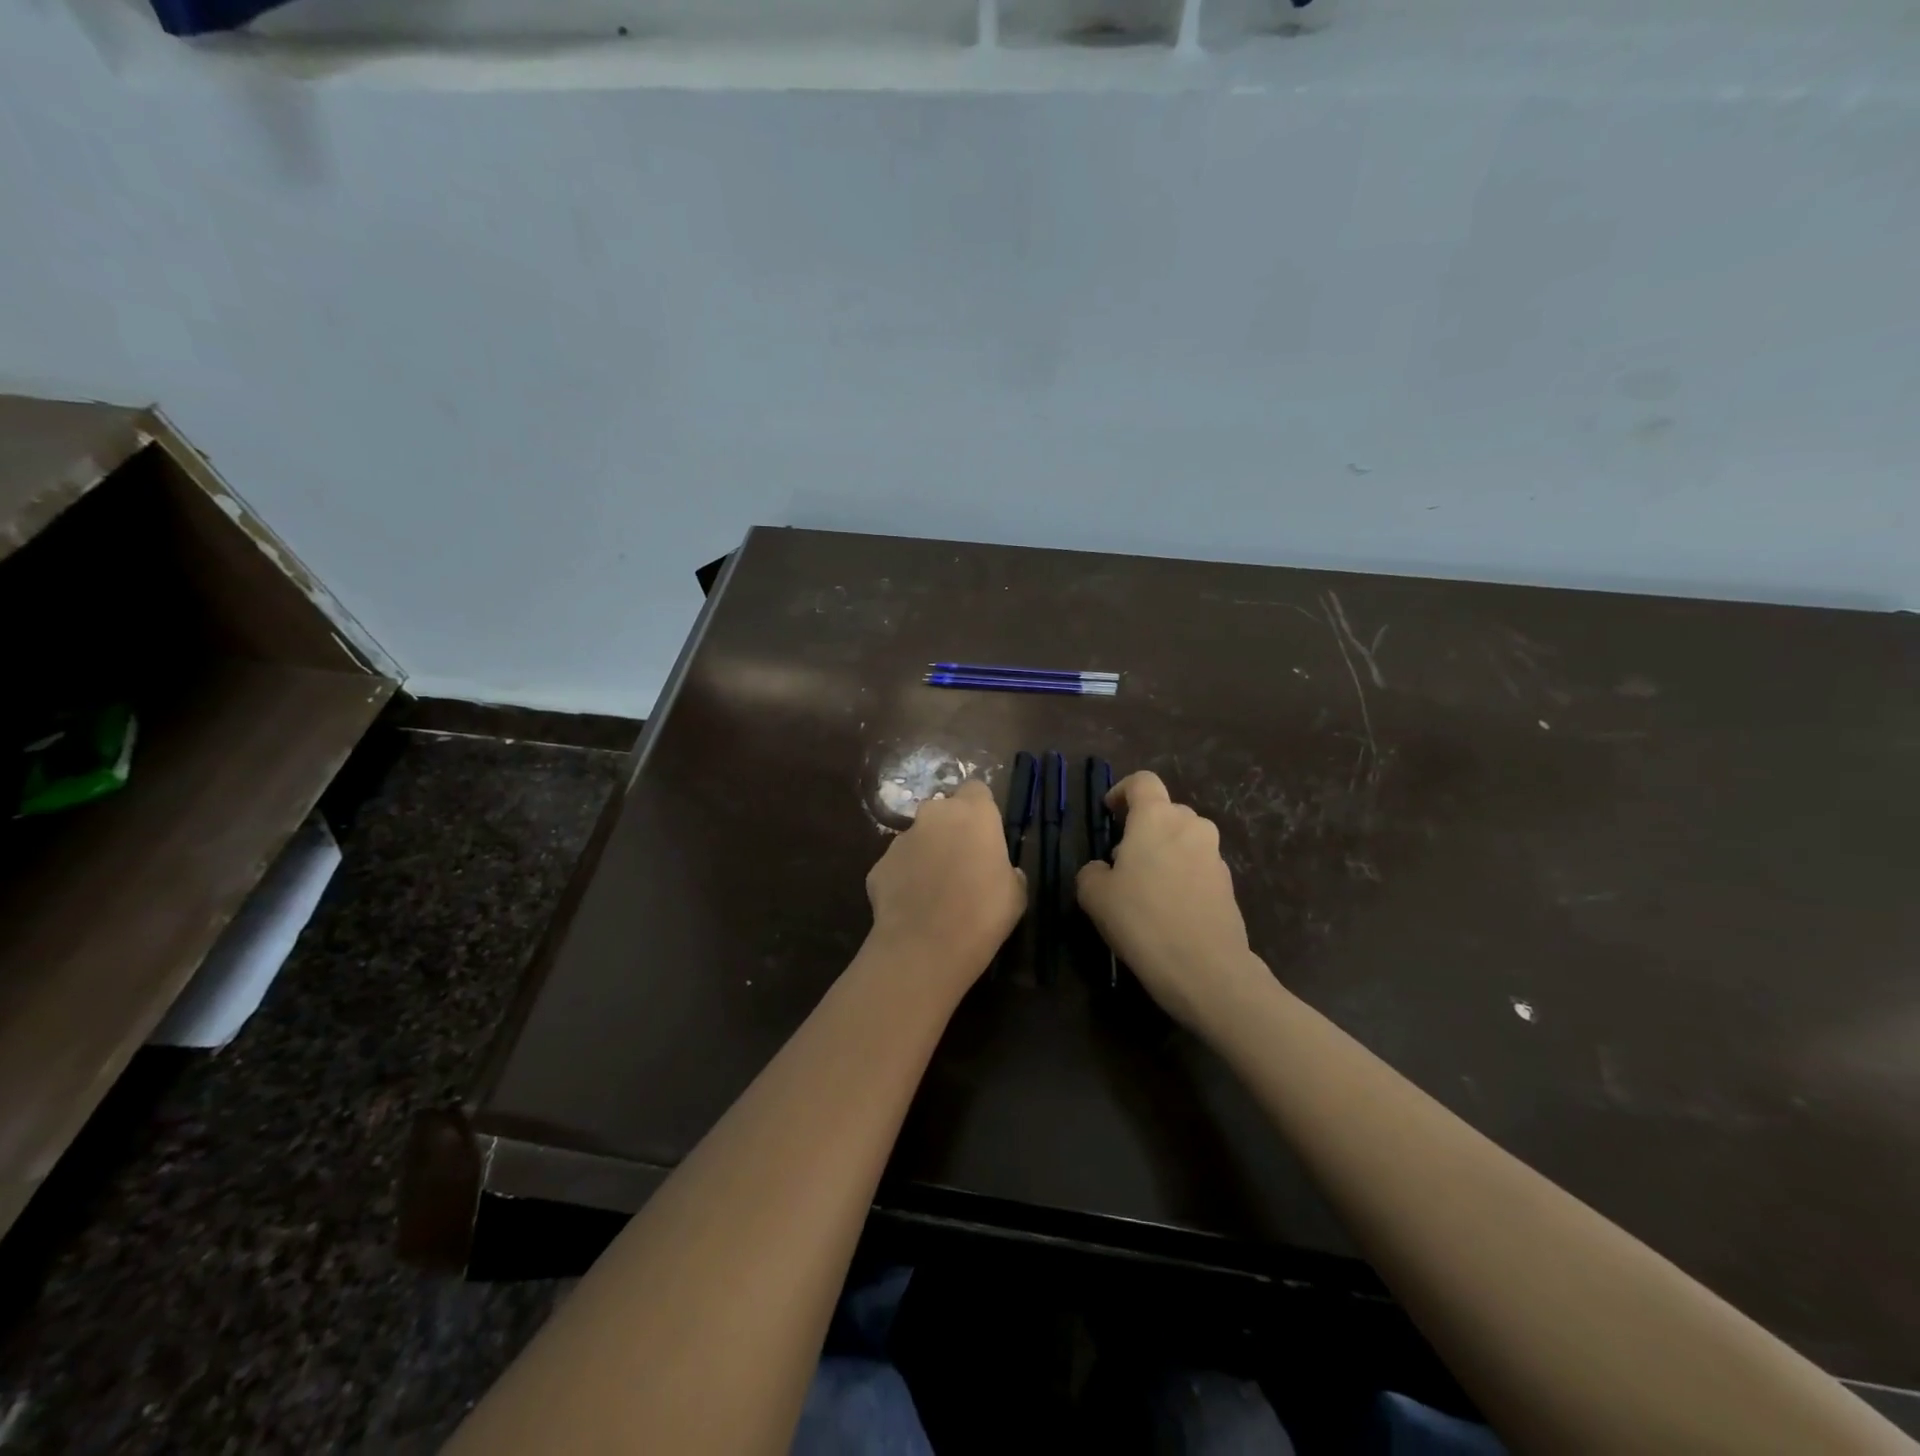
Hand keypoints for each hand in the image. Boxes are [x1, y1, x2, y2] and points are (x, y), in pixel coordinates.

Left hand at [865, 779, 1025, 997]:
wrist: (926, 946)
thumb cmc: (984, 913)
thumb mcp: (1015, 893)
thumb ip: (1007, 870)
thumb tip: (1001, 871)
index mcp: (974, 813)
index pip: (976, 790)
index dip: (981, 810)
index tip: (985, 834)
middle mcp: (934, 815)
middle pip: (943, 810)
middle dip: (950, 829)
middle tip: (961, 862)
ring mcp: (901, 838)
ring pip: (918, 838)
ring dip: (926, 854)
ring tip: (934, 890)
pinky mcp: (879, 864)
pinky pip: (897, 865)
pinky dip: (905, 879)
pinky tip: (913, 907)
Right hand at [1076, 772, 1268, 1030]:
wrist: (1206, 968)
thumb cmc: (1143, 920)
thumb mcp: (1095, 896)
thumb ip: (1092, 872)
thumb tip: (1103, 869)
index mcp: (1156, 817)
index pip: (1142, 781)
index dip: (1122, 791)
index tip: (1109, 813)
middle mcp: (1190, 825)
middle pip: (1165, 811)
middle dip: (1143, 828)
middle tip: (1122, 860)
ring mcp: (1214, 855)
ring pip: (1183, 839)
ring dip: (1164, 852)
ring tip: (1145, 887)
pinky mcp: (1228, 884)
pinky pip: (1198, 866)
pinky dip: (1181, 875)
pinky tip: (1168, 909)